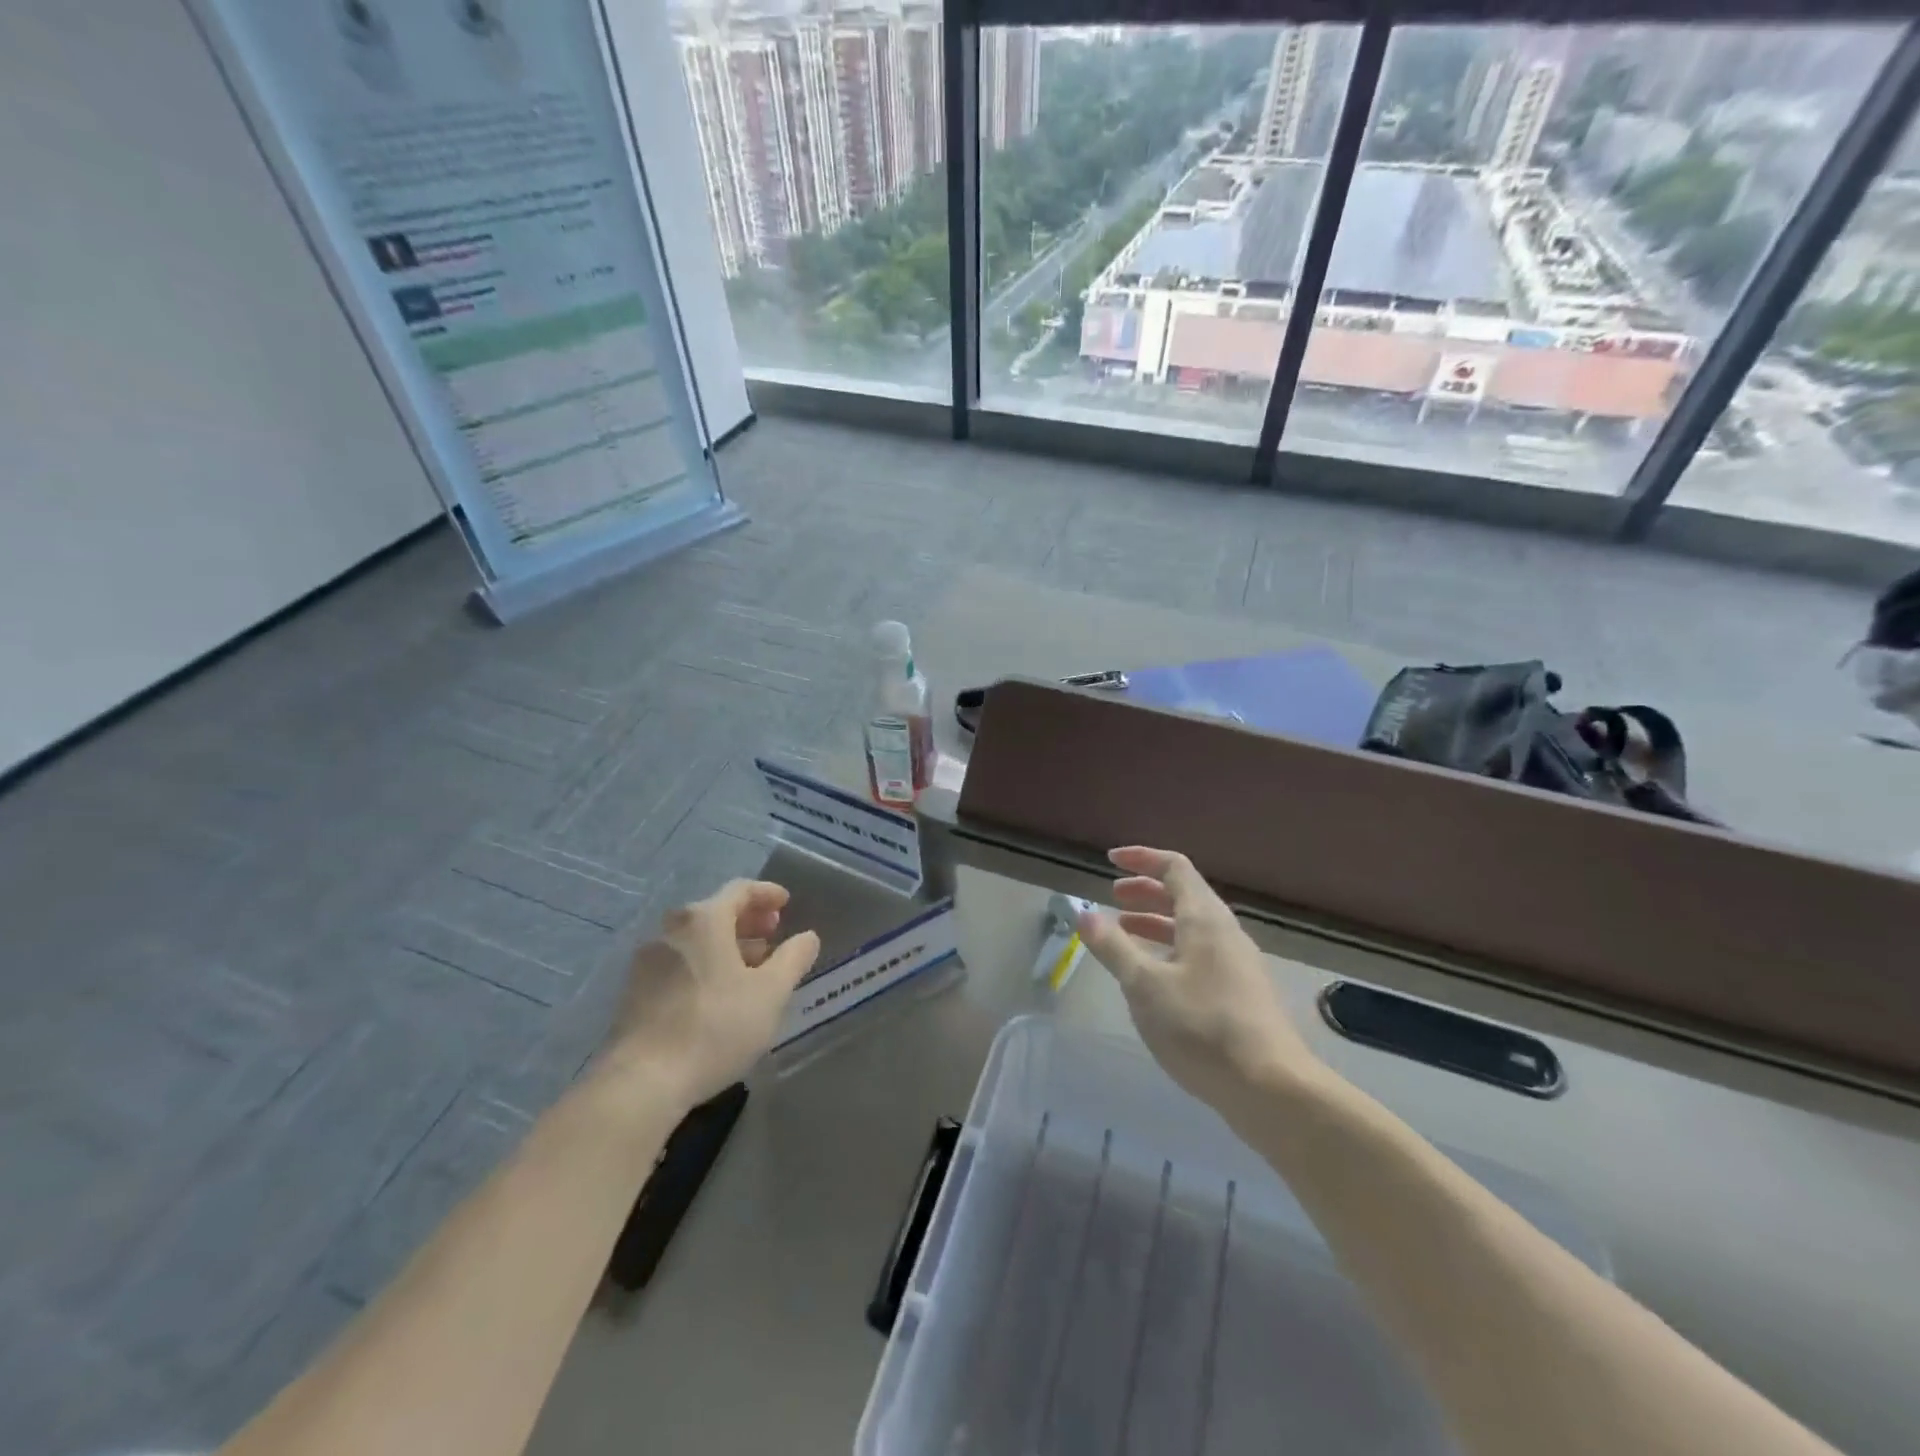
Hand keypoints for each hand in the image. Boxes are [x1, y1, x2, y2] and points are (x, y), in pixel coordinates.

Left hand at [604, 880, 820, 1107]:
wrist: (642, 1082)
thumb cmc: (715, 1027)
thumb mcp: (770, 993)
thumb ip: (793, 959)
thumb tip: (807, 937)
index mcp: (703, 920)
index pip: (740, 890)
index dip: (766, 893)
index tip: (786, 903)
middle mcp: (670, 931)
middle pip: (715, 913)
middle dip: (748, 921)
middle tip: (772, 935)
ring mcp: (647, 962)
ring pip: (696, 941)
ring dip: (727, 946)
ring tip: (751, 968)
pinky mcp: (634, 993)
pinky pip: (678, 964)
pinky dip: (704, 966)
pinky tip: (719, 994)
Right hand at [1078, 846, 1317, 1111]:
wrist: (1271, 1088)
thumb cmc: (1202, 1027)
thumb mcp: (1145, 985)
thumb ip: (1113, 948)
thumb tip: (1084, 914)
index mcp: (1205, 919)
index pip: (1174, 868)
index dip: (1142, 859)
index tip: (1110, 861)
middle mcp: (1225, 932)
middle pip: (1184, 895)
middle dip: (1145, 891)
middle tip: (1113, 897)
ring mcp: (1237, 964)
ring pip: (1192, 928)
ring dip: (1156, 923)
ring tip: (1123, 934)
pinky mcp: (1241, 994)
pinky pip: (1200, 955)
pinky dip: (1170, 950)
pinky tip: (1153, 978)